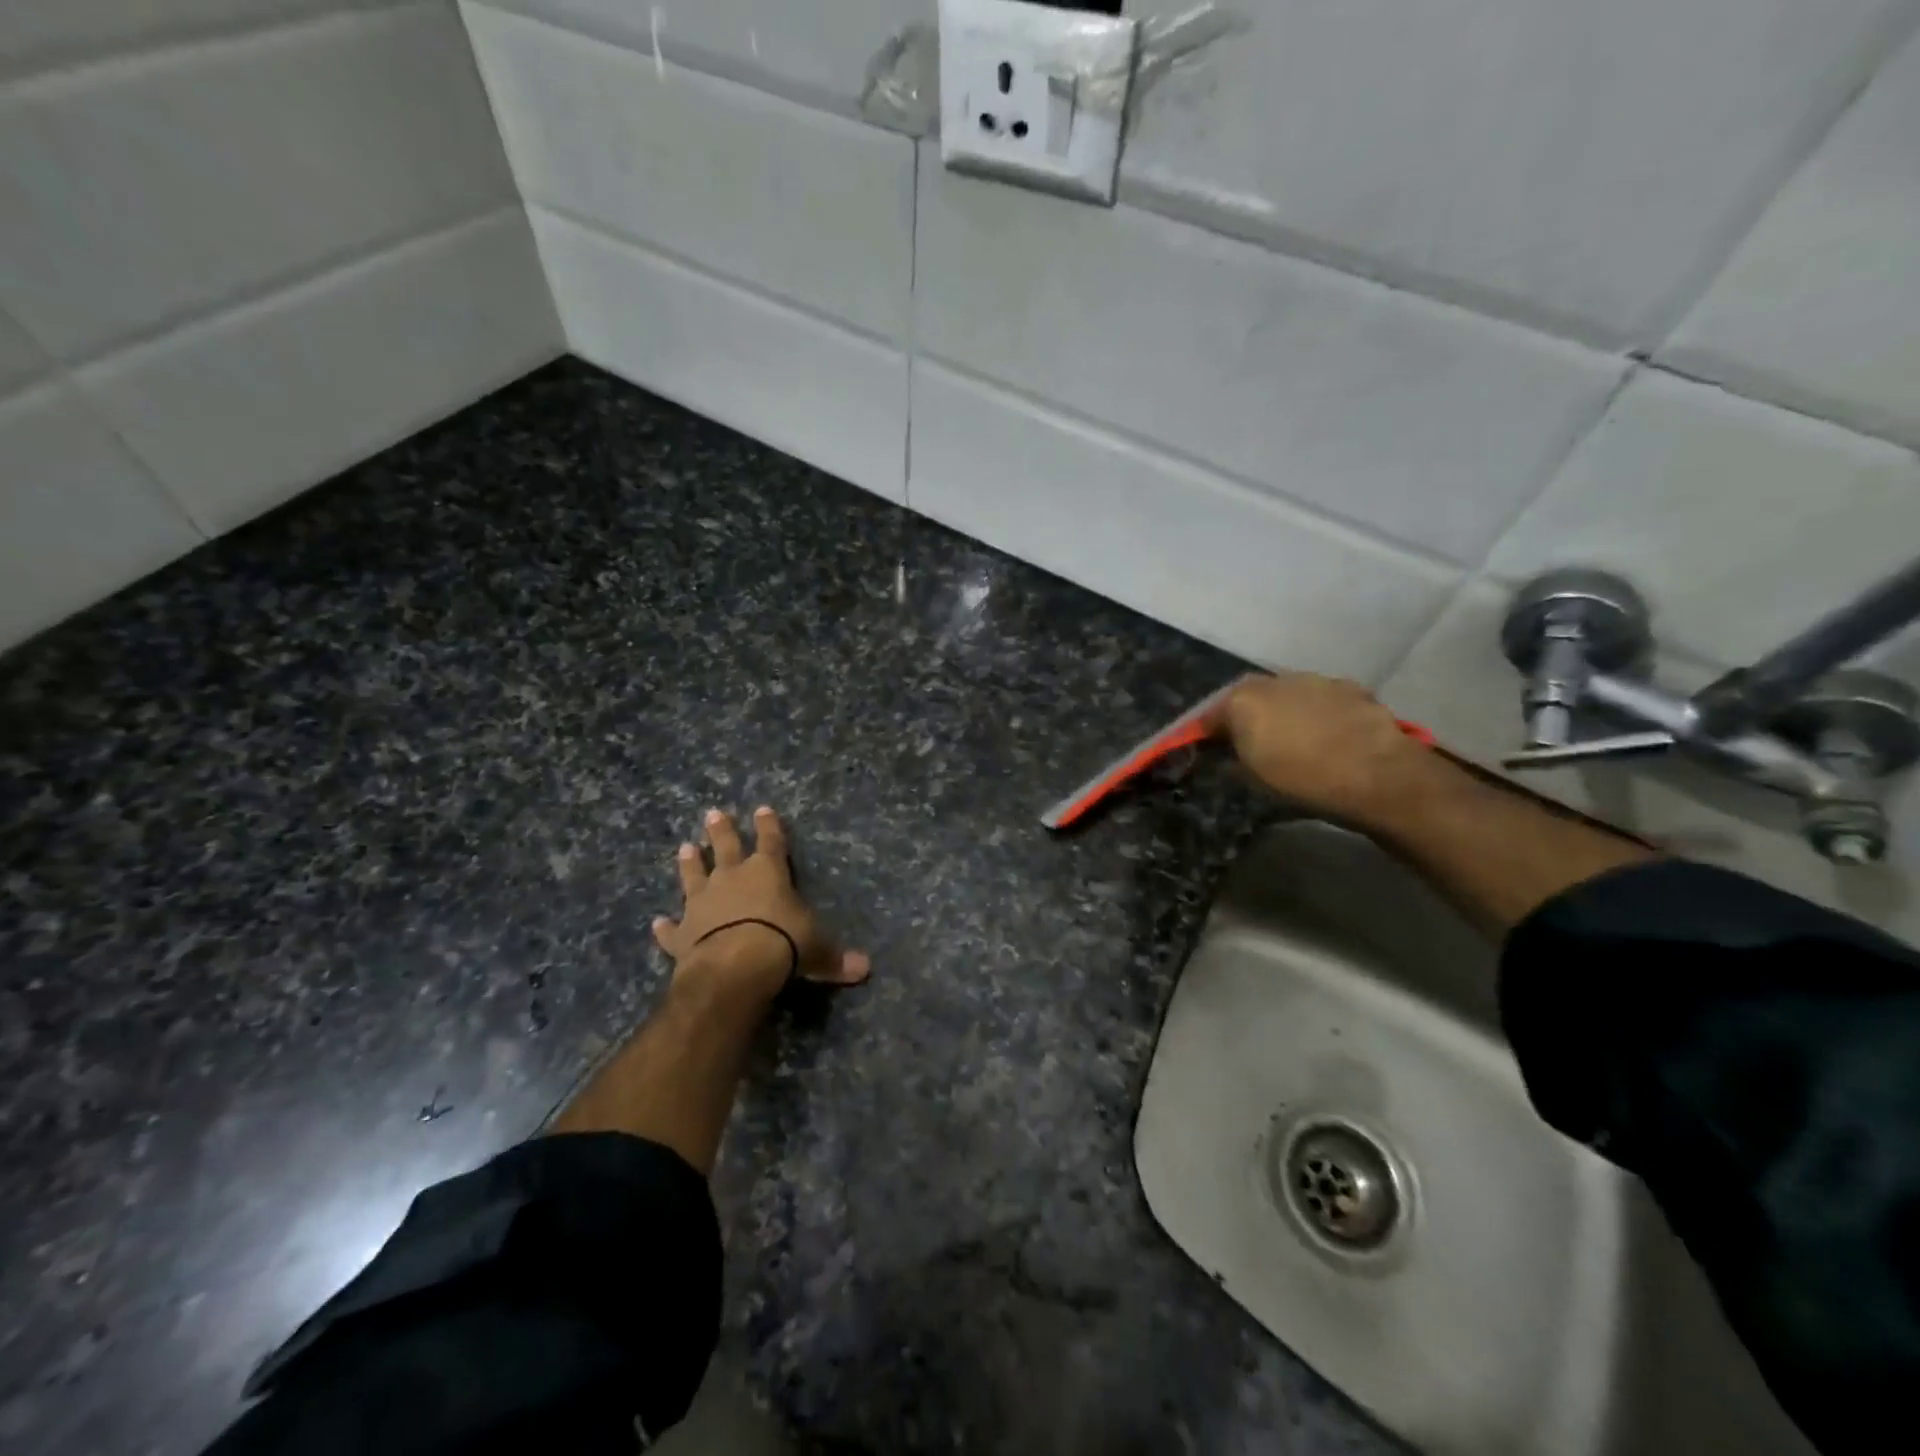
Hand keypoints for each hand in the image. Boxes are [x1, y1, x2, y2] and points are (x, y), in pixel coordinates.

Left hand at [655, 807, 870, 1000]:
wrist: (734, 967)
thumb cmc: (783, 944)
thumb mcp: (817, 950)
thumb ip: (836, 958)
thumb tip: (865, 969)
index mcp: (768, 872)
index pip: (772, 841)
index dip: (769, 826)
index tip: (763, 809)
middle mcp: (732, 879)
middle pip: (726, 847)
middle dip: (722, 830)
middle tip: (713, 814)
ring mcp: (703, 904)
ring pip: (693, 876)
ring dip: (690, 863)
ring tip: (684, 848)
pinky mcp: (683, 933)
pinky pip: (672, 928)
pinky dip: (665, 927)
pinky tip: (658, 922)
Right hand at [1208, 673, 1437, 827]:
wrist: (1378, 775)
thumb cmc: (1303, 780)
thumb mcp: (1252, 778)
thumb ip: (1231, 757)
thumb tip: (1225, 752)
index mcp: (1242, 699)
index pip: (1208, 715)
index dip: (1202, 733)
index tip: (1201, 749)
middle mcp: (1274, 680)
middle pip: (1247, 698)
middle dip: (1243, 716)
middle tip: (1245, 743)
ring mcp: (1315, 680)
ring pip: (1286, 695)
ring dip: (1282, 712)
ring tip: (1289, 740)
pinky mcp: (1350, 688)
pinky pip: (1320, 701)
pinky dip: (1315, 714)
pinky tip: (1325, 736)